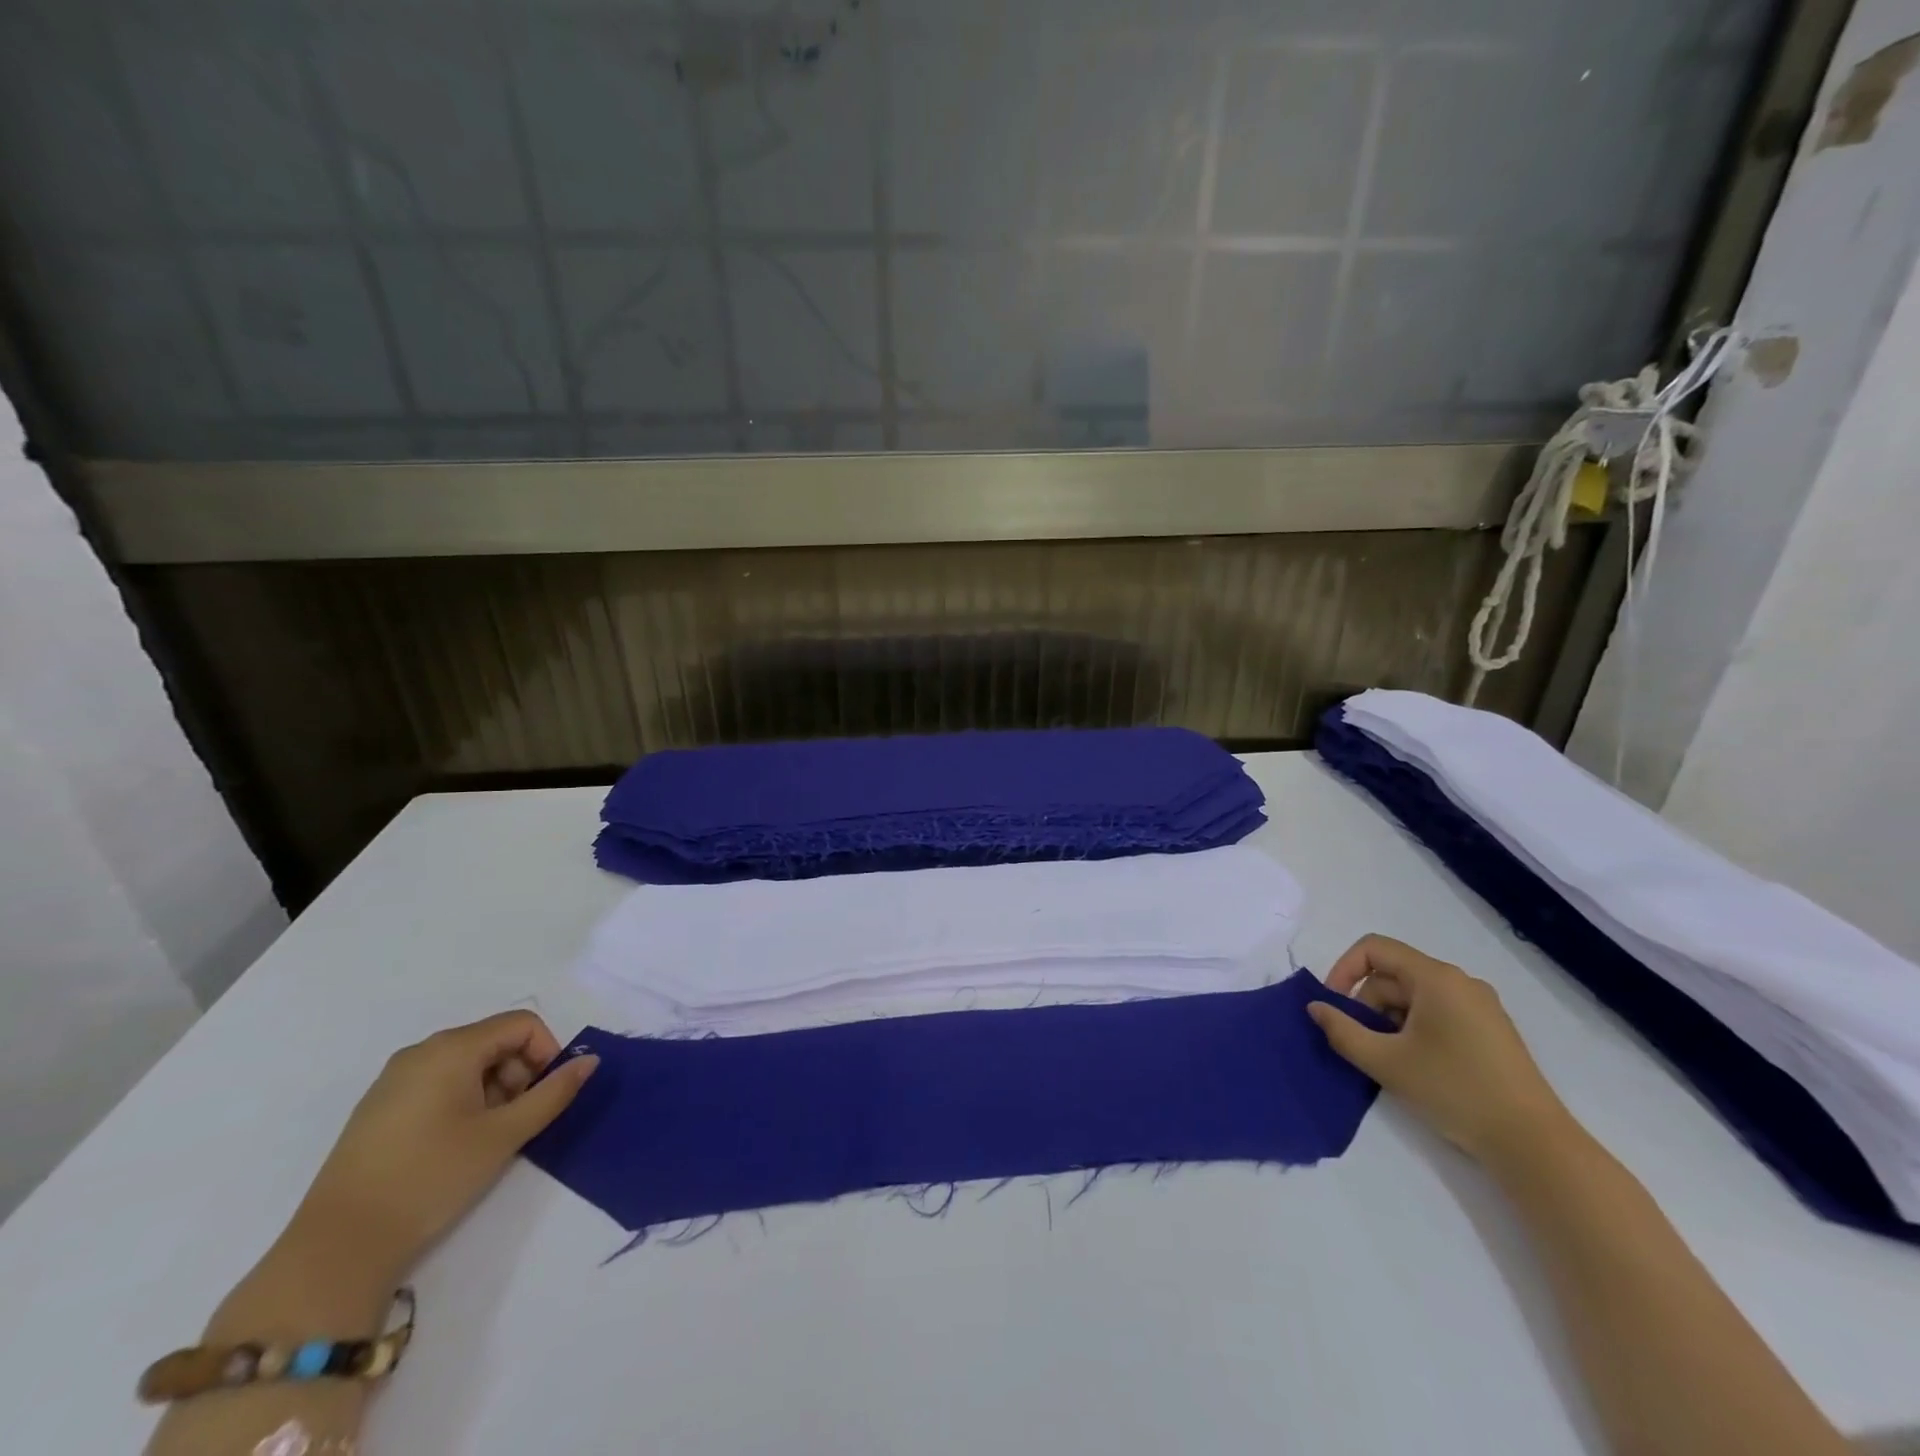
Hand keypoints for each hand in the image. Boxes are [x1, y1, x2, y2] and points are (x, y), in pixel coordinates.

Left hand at [286, 1012, 598, 1290]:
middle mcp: (422, 1051)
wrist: (338, 1247)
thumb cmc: (431, 1177)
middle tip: (519, 1121)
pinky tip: (456, 1144)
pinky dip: (463, 1101)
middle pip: (494, 1041)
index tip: (546, 1096)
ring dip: (494, 1090)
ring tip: (489, 1138)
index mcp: (452, 1048)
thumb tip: (591, 1061)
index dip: (547, 1052)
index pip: (522, 1025)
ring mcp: (394, 1080)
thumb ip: (554, 1093)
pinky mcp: (378, 1108)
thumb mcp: (504, 1135)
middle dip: (520, 1073)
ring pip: (468, 1064)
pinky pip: (438, 1083)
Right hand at [1307, 935, 1572, 1166]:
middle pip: (1393, 975)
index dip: (1344, 969)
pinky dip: (1413, 1029)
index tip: (1333, 1006)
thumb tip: (1316, 1008)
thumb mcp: (1386, 1062)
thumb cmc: (1455, 1091)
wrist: (1534, 1144)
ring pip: (1414, 996)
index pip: (1374, 948)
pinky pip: (1437, 1012)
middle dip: (1366, 1003)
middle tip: (1359, 1043)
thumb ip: (1342, 1031)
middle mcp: (1459, 981)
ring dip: (1388, 1019)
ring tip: (1387, 1059)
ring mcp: (1480, 1006)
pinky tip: (1415, 1065)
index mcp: (1436, 978)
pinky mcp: (1491, 1030)